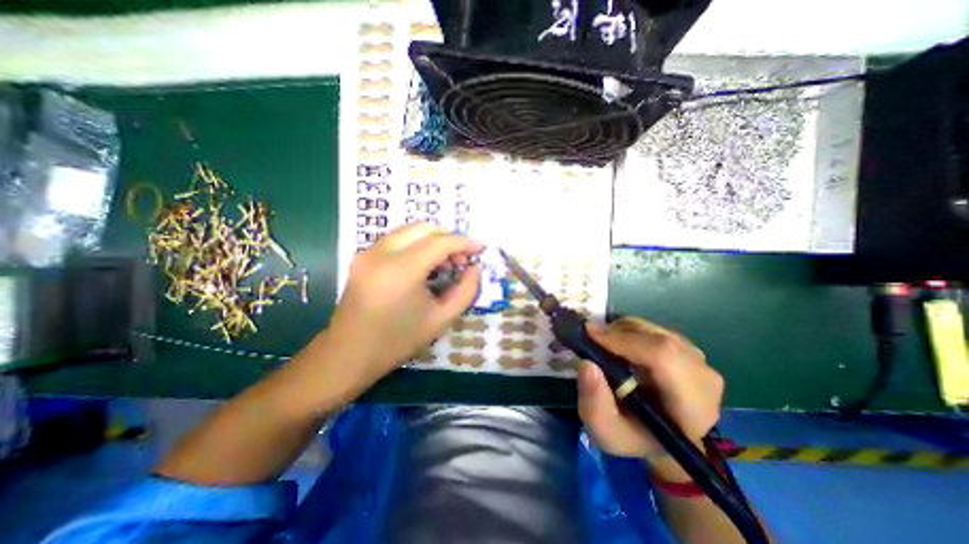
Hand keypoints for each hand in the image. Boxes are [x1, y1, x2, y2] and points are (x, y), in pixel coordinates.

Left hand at [324, 222, 481, 388]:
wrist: (349, 355)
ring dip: (432, 239)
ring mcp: (367, 253)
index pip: (439, 242)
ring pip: (409, 230)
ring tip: (446, 261)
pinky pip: (396, 239)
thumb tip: (475, 268)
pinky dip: (416, 244)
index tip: (481, 248)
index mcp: (401, 271)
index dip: (464, 242)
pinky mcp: (362, 257)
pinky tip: (425, 263)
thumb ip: (466, 291)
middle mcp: (381, 253)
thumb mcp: (441, 319)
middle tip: (462, 258)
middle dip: (448, 237)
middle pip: (423, 228)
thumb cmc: (398, 341)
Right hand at [573, 316, 717, 478]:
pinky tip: (618, 346)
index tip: (590, 334)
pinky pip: (653, 328)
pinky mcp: (686, 347)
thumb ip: (594, 405)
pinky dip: (628, 330)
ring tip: (603, 346)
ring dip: (621, 331)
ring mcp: (698, 359)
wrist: (659, 435)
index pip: (664, 358)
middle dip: (618, 333)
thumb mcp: (606, 432)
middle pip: (658, 339)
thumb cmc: (633, 436)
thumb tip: (587, 364)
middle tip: (591, 338)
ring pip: (653, 329)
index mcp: (692, 406)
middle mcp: (703, 377)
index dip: (625, 340)